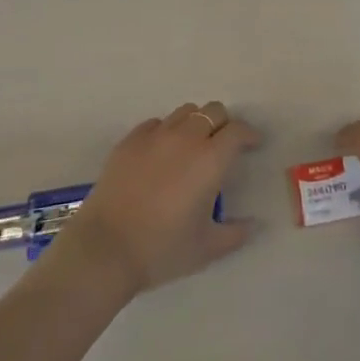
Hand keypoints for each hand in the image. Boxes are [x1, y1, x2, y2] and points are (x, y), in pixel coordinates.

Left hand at [54, 102, 260, 298]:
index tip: (253, 145)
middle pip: (213, 111)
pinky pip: (156, 124)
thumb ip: (235, 234)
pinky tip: (162, 153)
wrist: (105, 249)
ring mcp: (155, 135)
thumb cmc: (161, 249)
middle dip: (224, 124)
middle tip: (224, 145)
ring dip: (196, 123)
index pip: (237, 131)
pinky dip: (167, 132)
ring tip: (193, 146)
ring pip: (185, 112)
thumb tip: (254, 224)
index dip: (249, 134)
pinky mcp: (130, 140)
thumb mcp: (206, 249)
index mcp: (210, 159)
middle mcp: (186, 137)